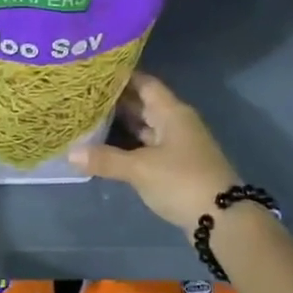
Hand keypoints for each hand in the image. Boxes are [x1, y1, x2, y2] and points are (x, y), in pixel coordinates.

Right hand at [69, 73, 238, 236]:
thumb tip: (70, 153)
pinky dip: (129, 145)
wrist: (223, 219)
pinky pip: (148, 147)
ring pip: (145, 127)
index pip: (144, 83)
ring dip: (121, 124)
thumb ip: (105, 159)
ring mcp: (178, 145)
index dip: (121, 76)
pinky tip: (107, 148)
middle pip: (143, 104)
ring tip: (88, 118)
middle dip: (116, 100)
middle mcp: (176, 123)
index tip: (94, 72)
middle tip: (83, 96)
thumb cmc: (182, 181)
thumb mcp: (140, 169)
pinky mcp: (176, 166)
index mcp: (171, 112)